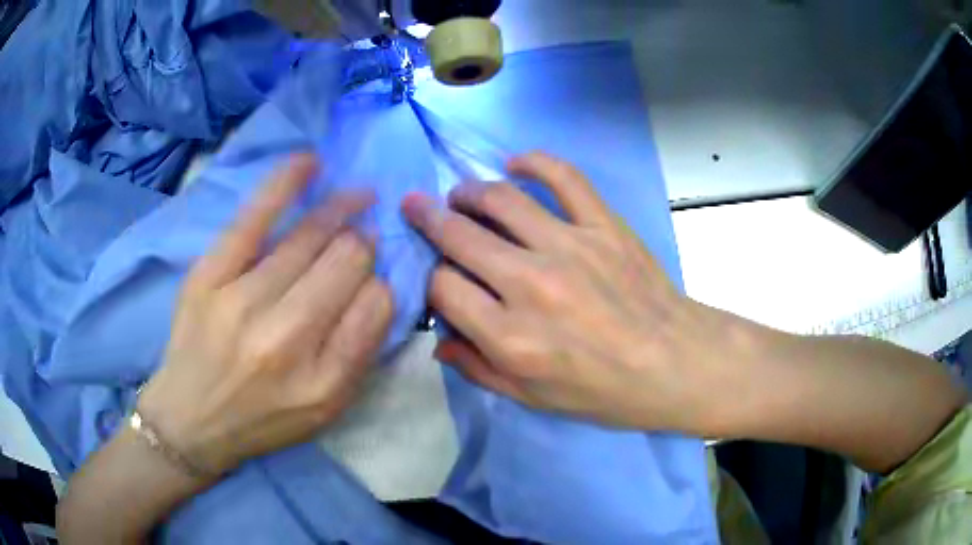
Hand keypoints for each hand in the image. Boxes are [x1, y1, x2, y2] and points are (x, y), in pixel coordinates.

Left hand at [138, 154, 392, 475]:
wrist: (190, 419)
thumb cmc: (262, 419)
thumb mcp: (325, 410)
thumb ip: (359, 354)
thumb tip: (378, 286)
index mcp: (324, 381)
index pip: (377, 305)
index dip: (383, 283)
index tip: (373, 281)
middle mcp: (286, 339)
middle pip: (346, 261)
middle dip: (364, 243)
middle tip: (363, 239)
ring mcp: (242, 302)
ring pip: (310, 236)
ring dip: (342, 210)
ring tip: (357, 196)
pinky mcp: (209, 276)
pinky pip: (254, 217)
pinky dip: (285, 184)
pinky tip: (310, 162)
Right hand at [403, 152, 763, 433]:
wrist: (673, 363)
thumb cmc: (604, 392)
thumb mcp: (534, 400)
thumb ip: (479, 370)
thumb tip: (438, 341)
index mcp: (510, 337)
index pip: (443, 288)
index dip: (432, 280)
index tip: (439, 278)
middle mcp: (530, 284)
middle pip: (460, 236)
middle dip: (428, 219)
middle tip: (416, 206)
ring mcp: (569, 246)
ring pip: (501, 200)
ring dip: (469, 191)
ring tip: (460, 195)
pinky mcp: (603, 225)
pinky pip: (563, 177)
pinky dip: (534, 162)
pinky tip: (515, 164)